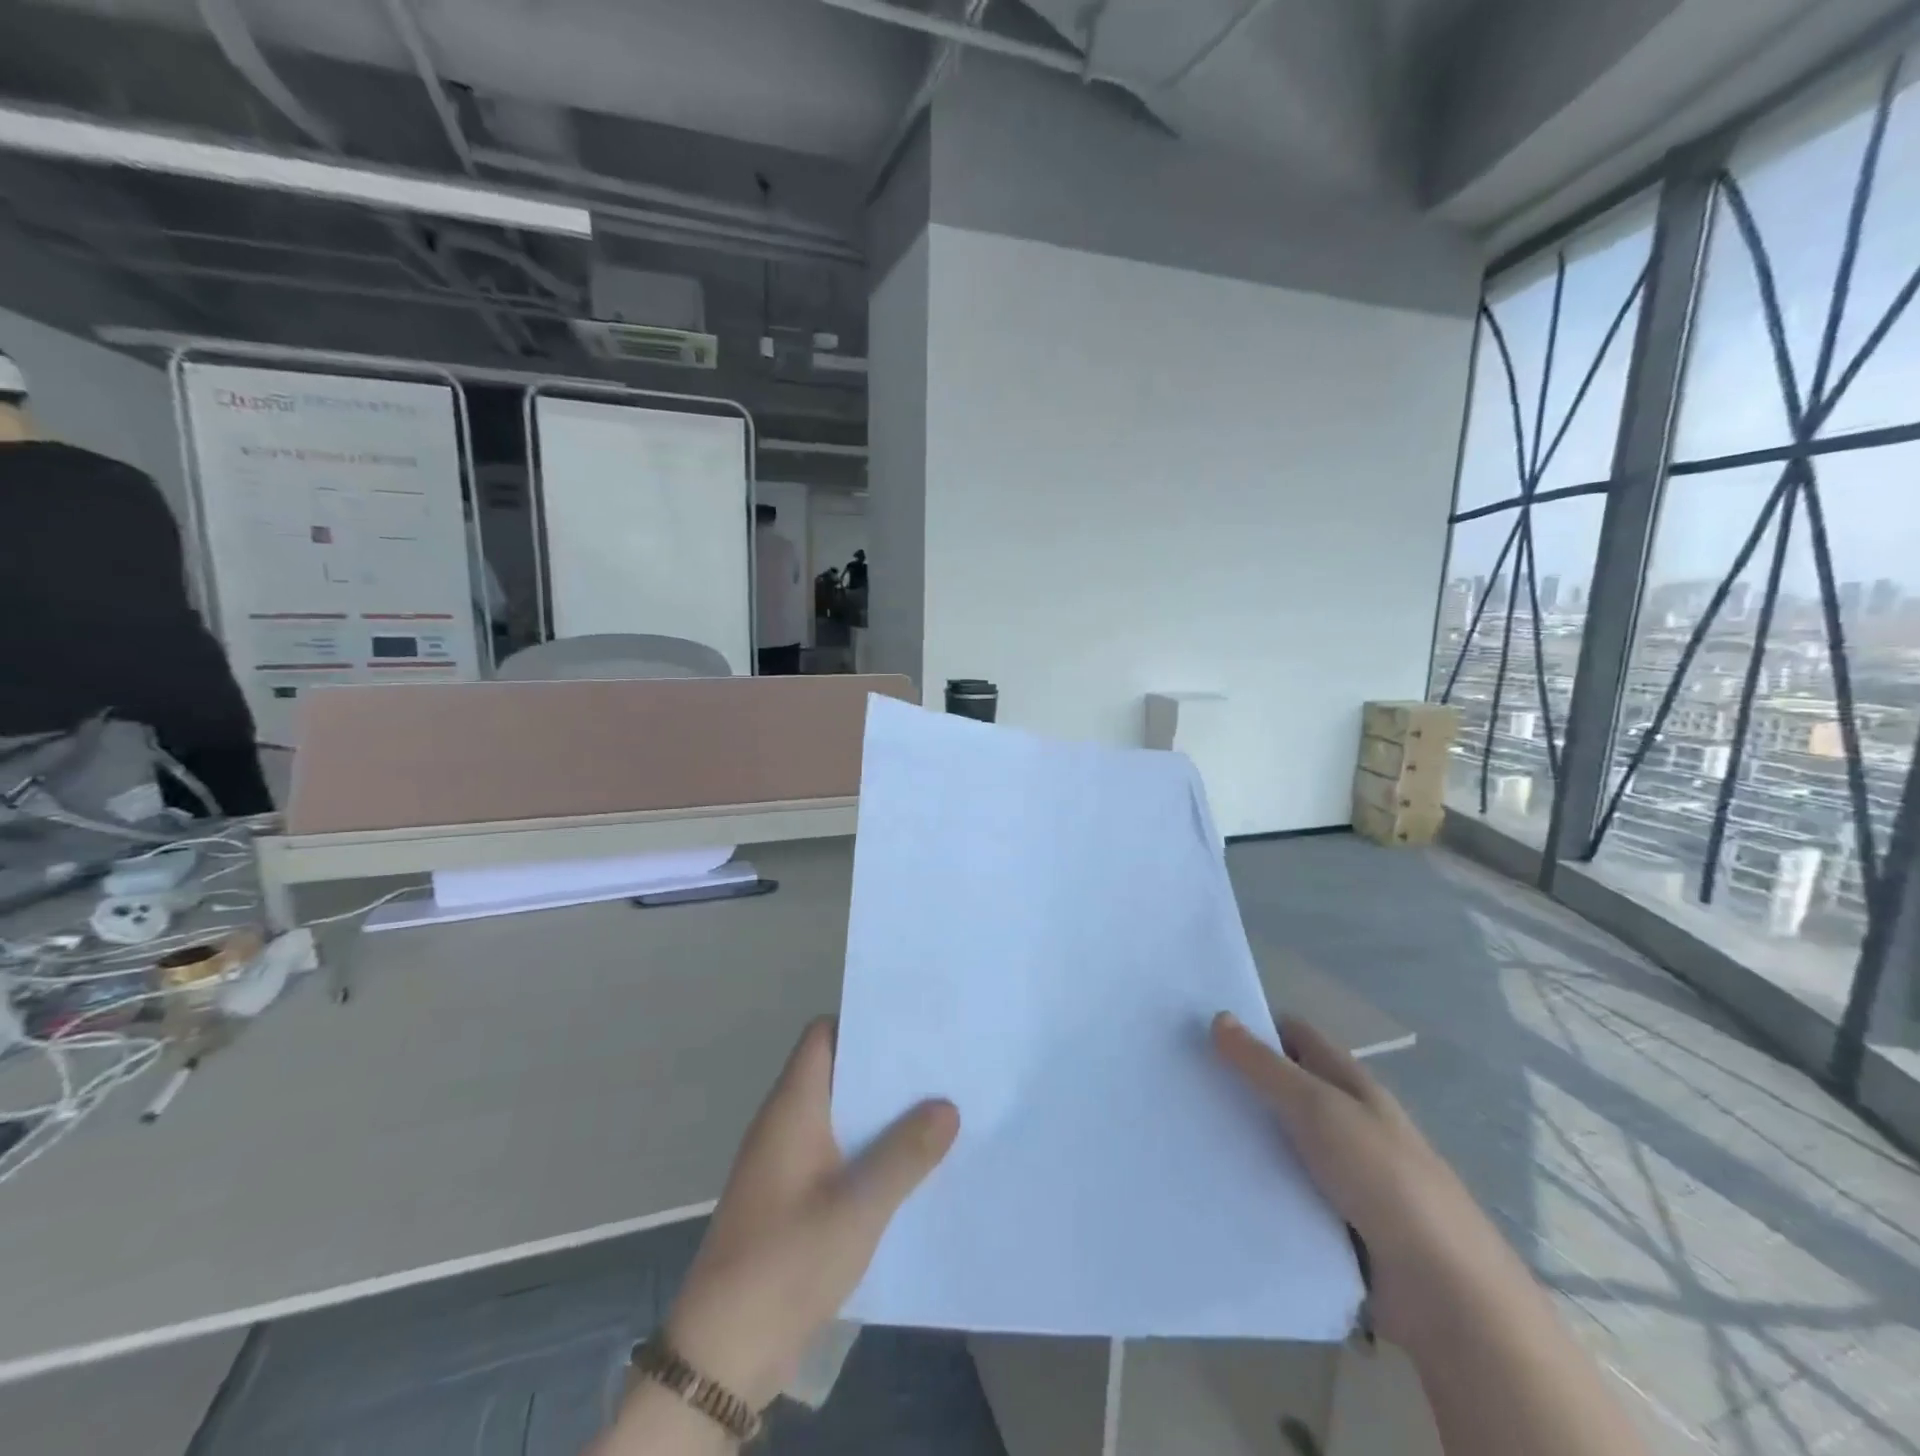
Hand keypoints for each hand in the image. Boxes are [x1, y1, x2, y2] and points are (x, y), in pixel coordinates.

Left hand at [663, 1019, 959, 1409]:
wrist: (721, 1355)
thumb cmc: (786, 1262)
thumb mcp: (858, 1207)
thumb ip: (905, 1154)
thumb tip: (947, 1105)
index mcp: (792, 1107)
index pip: (823, 1035)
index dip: (864, 1024)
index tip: (912, 1027)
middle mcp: (784, 1123)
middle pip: (836, 1073)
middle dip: (884, 1071)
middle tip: (939, 1068)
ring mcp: (783, 1162)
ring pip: (838, 1116)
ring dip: (879, 1115)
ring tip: (936, 1111)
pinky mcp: (789, 1198)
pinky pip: (834, 1153)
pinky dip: (866, 1150)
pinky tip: (906, 1168)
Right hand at [1211, 1012, 1510, 1346]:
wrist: (1444, 1294)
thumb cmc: (1383, 1178)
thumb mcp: (1318, 1109)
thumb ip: (1266, 1066)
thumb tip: (1219, 1017)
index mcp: (1350, 1084)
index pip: (1294, 1036)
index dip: (1252, 1026)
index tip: (1199, 1030)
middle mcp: (1345, 1121)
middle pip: (1282, 1087)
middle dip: (1237, 1082)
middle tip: (1180, 1082)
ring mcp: (1340, 1173)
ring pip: (1278, 1140)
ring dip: (1241, 1137)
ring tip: (1184, 1133)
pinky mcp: (1331, 1221)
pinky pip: (1281, 1189)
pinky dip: (1253, 1184)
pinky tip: (1213, 1183)